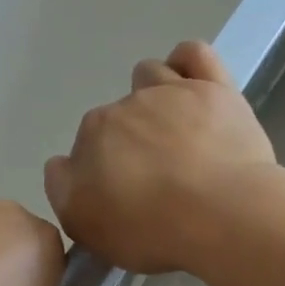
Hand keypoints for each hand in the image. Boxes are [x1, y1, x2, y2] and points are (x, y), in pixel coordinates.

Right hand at [44, 40, 277, 274]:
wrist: (222, 216)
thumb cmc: (151, 230)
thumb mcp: (85, 227)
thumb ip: (63, 189)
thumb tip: (62, 164)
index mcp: (92, 134)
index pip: (88, 145)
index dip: (104, 170)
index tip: (124, 195)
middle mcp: (125, 105)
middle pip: (120, 115)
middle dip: (131, 140)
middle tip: (156, 177)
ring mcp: (171, 92)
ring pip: (150, 75)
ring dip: (155, 96)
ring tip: (175, 132)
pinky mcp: (214, 88)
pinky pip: (193, 54)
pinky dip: (187, 64)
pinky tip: (193, 85)